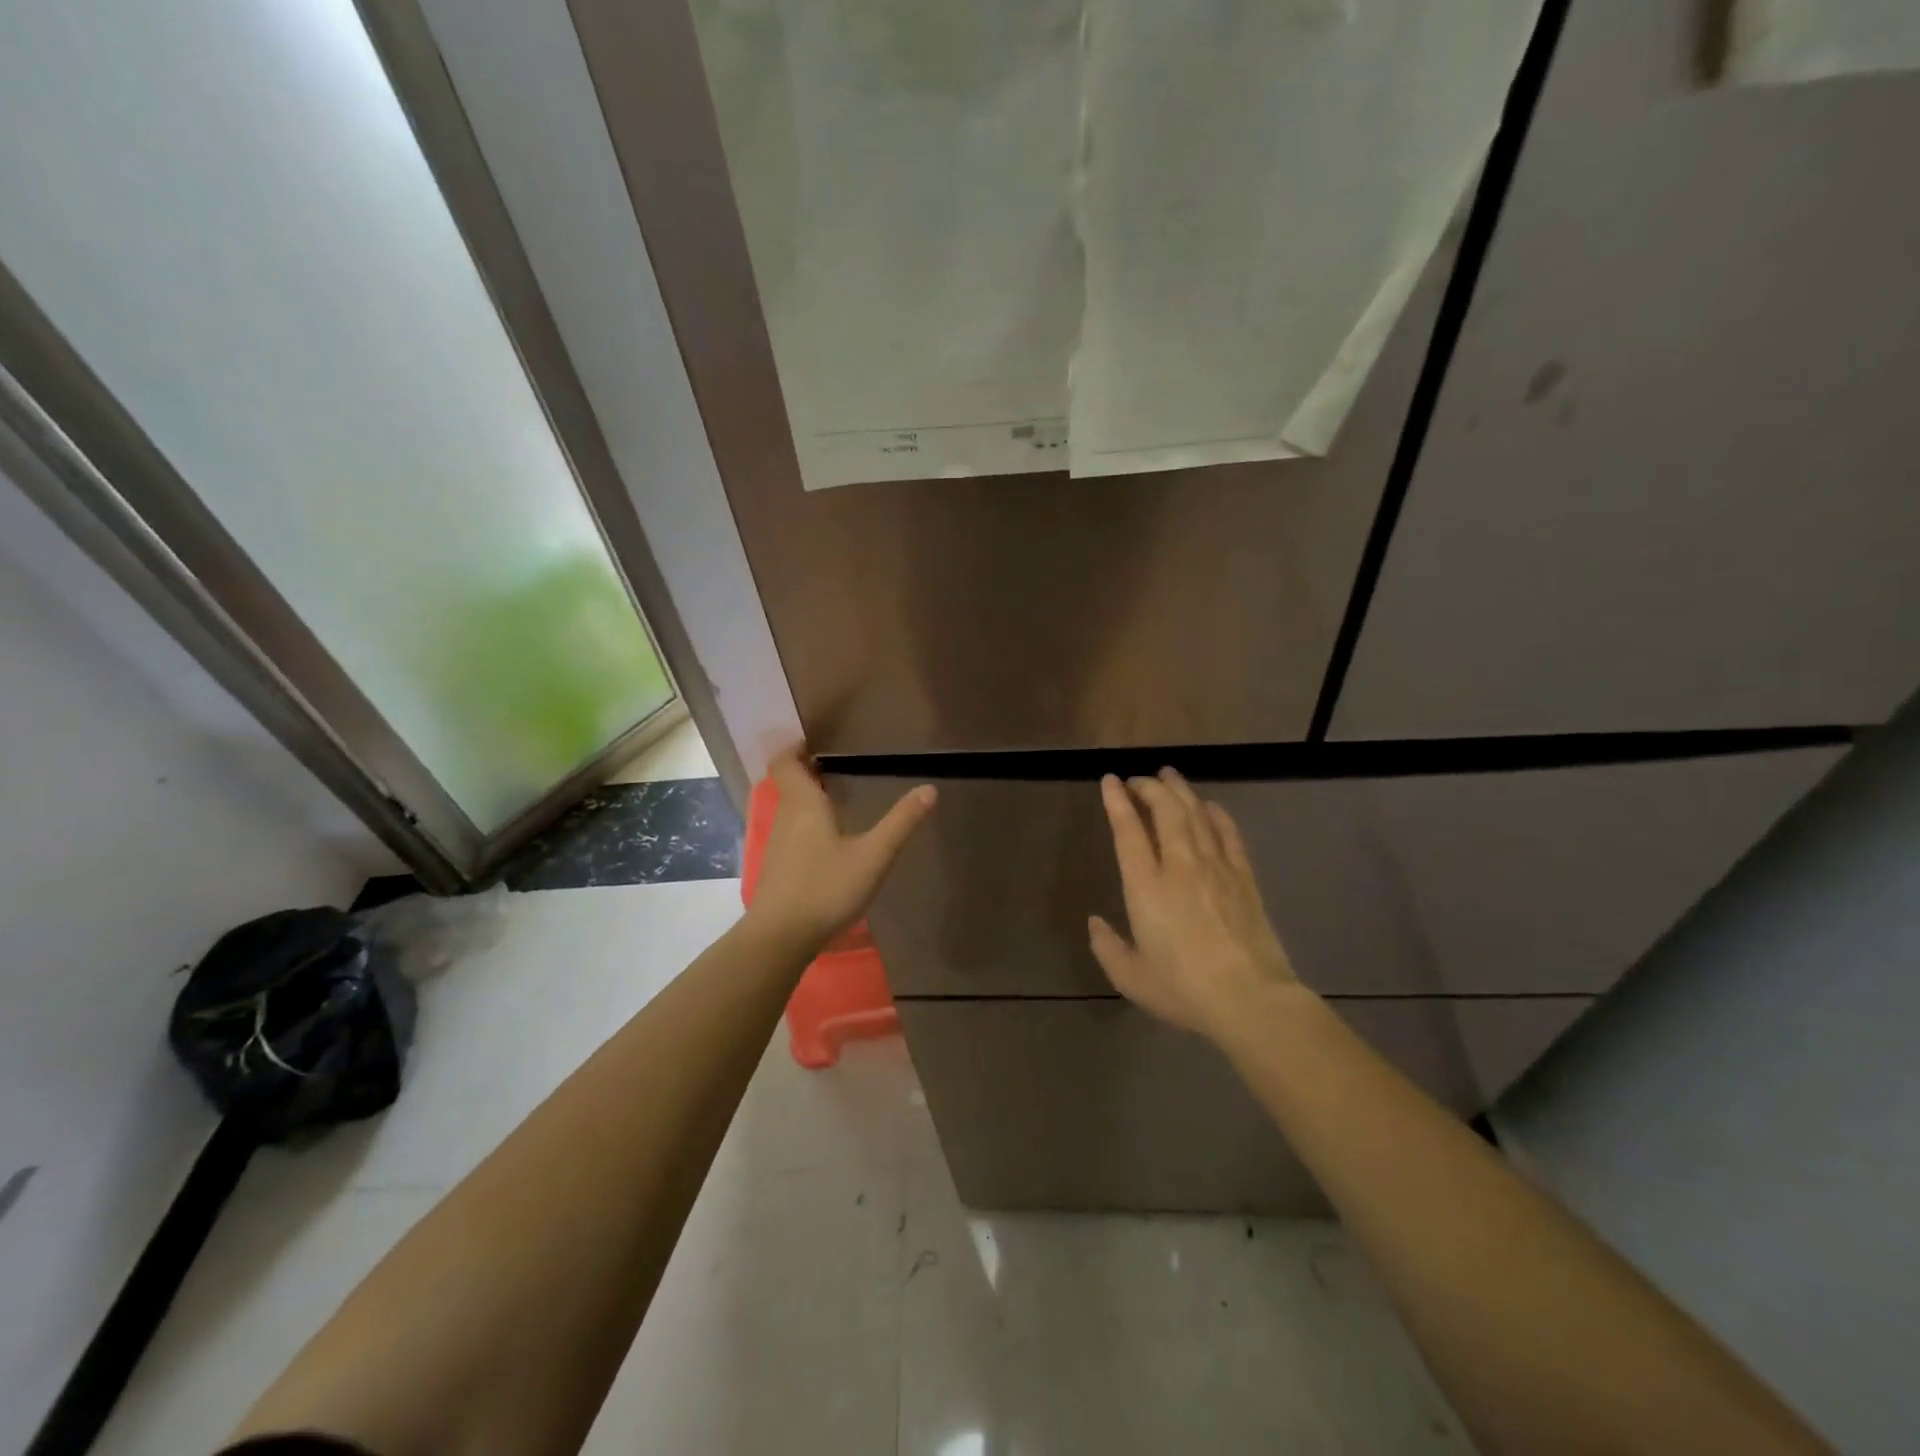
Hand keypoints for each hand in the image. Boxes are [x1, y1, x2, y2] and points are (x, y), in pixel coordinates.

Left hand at [746, 747, 936, 952]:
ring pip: (790, 810)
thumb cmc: (826, 889)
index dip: (796, 748)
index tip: (816, 741)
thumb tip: (929, 789)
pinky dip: (807, 826)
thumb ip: (901, 823)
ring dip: (808, 800)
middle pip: (789, 785)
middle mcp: (786, 818)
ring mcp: (778, 846)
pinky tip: (829, 843)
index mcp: (804, 806)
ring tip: (838, 801)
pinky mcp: (778, 870)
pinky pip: (792, 834)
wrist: (780, 939)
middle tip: (838, 767)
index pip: (787, 763)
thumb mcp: (873, 856)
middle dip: (809, 773)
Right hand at [1089, 769, 1302, 1040]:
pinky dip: (1216, 813)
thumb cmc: (1184, 990)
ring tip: (1168, 775)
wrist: (1251, 999)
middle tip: (1138, 780)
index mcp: (1146, 887)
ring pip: (1196, 814)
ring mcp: (1216, 867)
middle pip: (1165, 810)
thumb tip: (1095, 923)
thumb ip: (1107, 947)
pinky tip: (1209, 805)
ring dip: (1180, 790)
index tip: (1110, 781)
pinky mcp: (1244, 877)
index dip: (1117, 802)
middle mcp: (1179, 866)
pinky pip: (1228, 833)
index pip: (1128, 831)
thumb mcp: (1131, 978)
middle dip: (1149, 787)